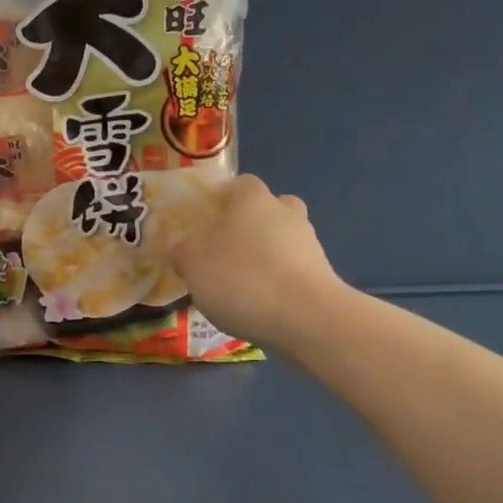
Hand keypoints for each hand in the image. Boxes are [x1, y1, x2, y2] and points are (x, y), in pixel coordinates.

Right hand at [170, 174, 343, 350]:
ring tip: (242, 287)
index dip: (223, 199)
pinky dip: (279, 282)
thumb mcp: (193, 263)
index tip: (207, 220)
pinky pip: (294, 271)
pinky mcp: (323, 276)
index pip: (240, 184)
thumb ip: (182, 250)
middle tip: (226, 251)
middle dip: (249, 226)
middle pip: (267, 210)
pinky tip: (262, 306)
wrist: (306, 318)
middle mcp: (285, 212)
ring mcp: (309, 244)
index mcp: (253, 199)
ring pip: (283, 241)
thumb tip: (179, 244)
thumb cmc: (241, 278)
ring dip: (266, 256)